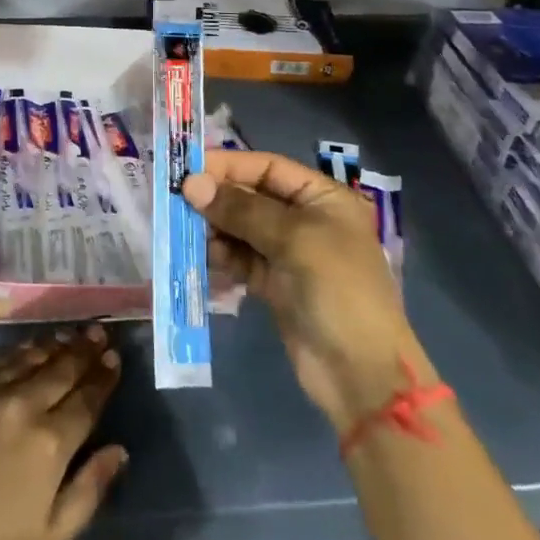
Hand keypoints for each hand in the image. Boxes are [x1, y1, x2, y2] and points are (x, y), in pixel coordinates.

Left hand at [0, 327, 126, 539]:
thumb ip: (88, 492)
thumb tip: (118, 451)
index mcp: (50, 443)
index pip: (87, 399)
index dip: (103, 377)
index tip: (114, 358)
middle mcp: (23, 405)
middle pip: (61, 369)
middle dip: (84, 349)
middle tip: (99, 331)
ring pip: (30, 357)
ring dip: (54, 344)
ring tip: (70, 333)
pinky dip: (18, 350)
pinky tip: (27, 346)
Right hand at [185, 150, 417, 430]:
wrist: (360, 374)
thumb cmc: (336, 289)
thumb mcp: (293, 239)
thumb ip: (241, 209)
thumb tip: (191, 184)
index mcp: (323, 198)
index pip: (269, 167)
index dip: (230, 165)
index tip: (189, 169)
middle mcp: (307, 220)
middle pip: (252, 196)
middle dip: (218, 198)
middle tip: (179, 201)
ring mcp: (290, 254)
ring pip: (242, 228)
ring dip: (216, 228)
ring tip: (189, 232)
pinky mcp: (275, 284)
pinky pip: (241, 259)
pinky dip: (223, 255)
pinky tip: (205, 256)